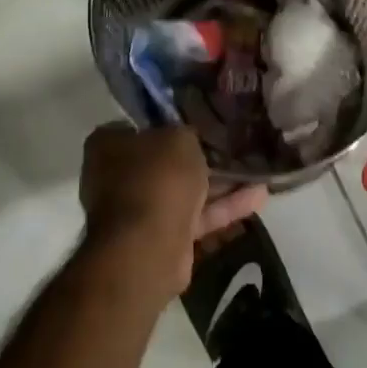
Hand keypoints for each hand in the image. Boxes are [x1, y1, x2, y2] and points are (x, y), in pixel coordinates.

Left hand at [78, 124, 267, 300]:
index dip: (167, 122)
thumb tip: (187, 138)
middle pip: (163, 160)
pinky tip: (258, 196)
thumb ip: (185, 133)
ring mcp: (140, 209)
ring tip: (256, 169)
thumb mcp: (178, 138)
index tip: (196, 120)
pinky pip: (196, 216)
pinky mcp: (162, 236)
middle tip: (231, 144)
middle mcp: (117, 176)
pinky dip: (224, 207)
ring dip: (219, 183)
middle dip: (198, 156)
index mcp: (108, 145)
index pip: (138, 126)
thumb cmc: (157, 179)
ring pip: (184, 190)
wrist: (148, 247)